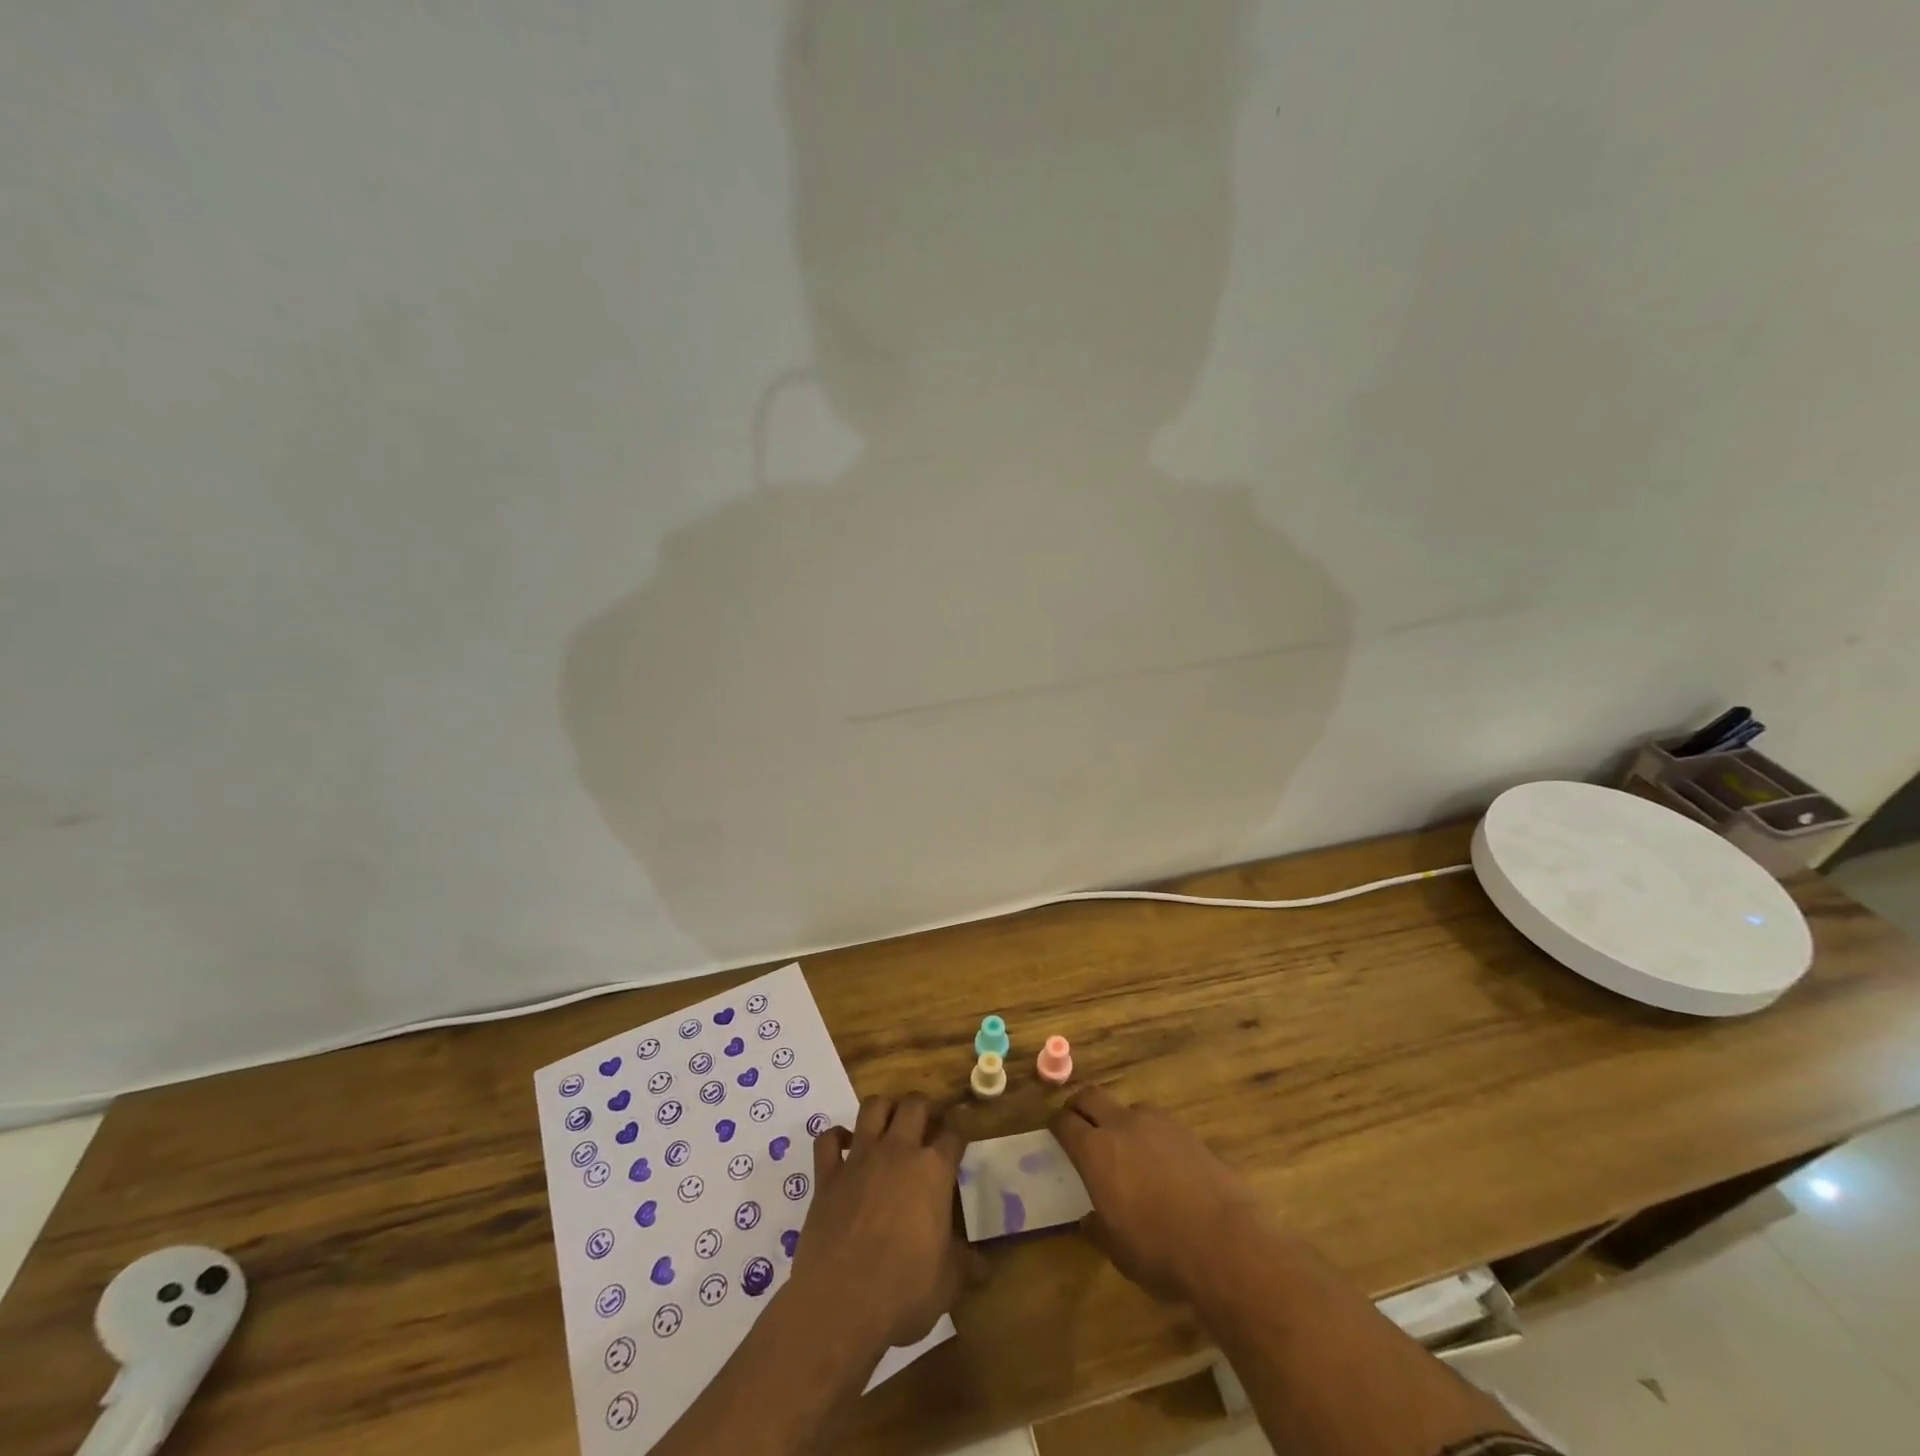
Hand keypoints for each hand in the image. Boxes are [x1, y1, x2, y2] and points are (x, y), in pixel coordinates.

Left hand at [786, 1094, 972, 1352]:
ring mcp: (859, 1158)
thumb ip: (966, 1265)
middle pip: (914, 1104)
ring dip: (884, 1108)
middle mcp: (898, 1151)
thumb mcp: (948, 1283)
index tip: (959, 1141)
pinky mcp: (827, 1175)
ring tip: (889, 1123)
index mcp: (933, 1170)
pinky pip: (828, 1139)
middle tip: (926, 1124)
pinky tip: (844, 1146)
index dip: (959, 1134)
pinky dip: (836, 1137)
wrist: (841, 1304)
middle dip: (924, 1107)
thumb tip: (985, 1268)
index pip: (954, 1134)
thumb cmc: (903, 1291)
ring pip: (873, 1107)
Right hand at [1051, 1085, 1263, 1301]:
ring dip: (1118, 1120)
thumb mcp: (1118, 1251)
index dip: (1057, 1126)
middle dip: (1080, 1106)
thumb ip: (1097, 1228)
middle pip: (1091, 1096)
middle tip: (1079, 1123)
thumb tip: (1088, 1219)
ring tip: (1125, 1147)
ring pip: (1127, 1108)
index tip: (1055, 1133)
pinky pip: (1157, 1123)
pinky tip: (1160, 1161)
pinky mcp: (1186, 1130)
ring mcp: (1157, 1123)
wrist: (1226, 1243)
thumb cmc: (1160, 1251)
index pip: (1065, 1123)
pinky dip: (1150, 1134)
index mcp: (1095, 1151)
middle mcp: (1121, 1125)